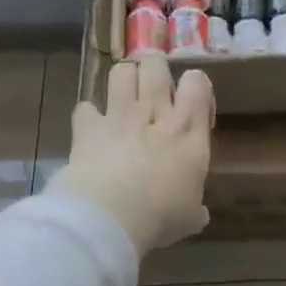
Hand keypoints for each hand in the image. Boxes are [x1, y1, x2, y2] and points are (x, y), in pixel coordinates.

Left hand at [50, 56, 212, 253]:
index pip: (197, 83)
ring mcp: (120, 116)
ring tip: (124, 94)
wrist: (110, 217)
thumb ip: (194, 209)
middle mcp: (156, 114)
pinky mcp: (88, 127)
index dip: (194, 84)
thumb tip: (199, 214)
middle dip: (154, 69)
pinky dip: (88, 116)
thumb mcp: (188, 218)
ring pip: (122, 72)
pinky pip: (85, 108)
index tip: (191, 104)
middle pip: (156, 66)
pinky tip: (91, 128)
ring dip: (124, 78)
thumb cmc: (160, 217)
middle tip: (154, 88)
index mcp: (188, 131)